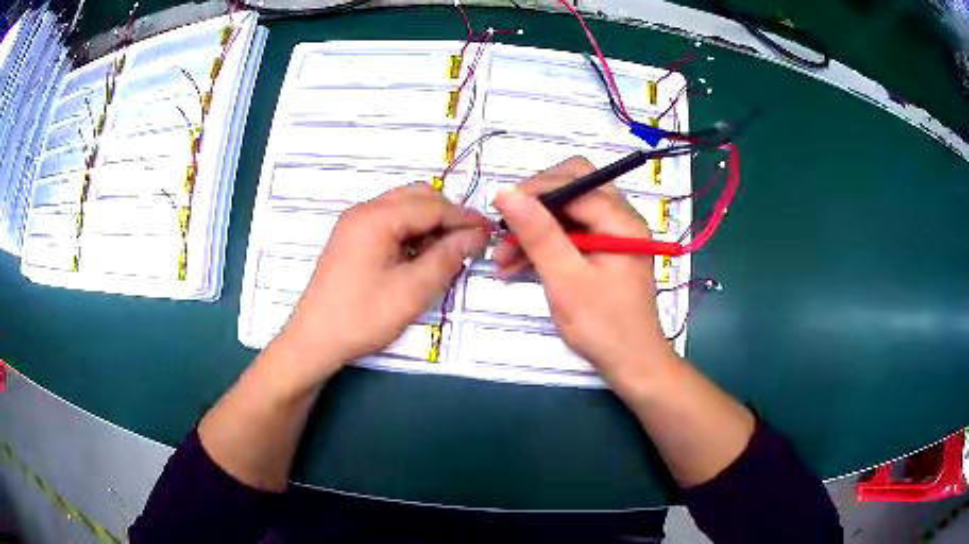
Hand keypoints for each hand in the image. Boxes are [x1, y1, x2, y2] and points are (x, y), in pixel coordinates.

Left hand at [277, 182, 490, 380]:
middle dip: (447, 214)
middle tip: (470, 241)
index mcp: (376, 218)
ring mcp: (355, 223)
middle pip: (417, 197)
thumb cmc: (362, 317)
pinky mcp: (352, 238)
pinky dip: (411, 232)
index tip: (491, 233)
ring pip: (403, 208)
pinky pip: (390, 222)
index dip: (465, 218)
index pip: (432, 205)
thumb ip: (447, 257)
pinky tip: (422, 255)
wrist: (314, 340)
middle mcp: (364, 211)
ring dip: (429, 222)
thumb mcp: (411, 291)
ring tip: (449, 250)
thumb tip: (477, 235)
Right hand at [493, 157, 677, 394]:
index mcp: (621, 220)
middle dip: (534, 206)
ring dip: (534, 229)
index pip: (575, 181)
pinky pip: (569, 234)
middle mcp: (620, 218)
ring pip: (566, 213)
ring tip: (501, 259)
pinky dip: (544, 245)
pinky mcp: (603, 251)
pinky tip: (517, 265)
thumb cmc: (604, 327)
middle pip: (572, 188)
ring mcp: (612, 234)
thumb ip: (539, 235)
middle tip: (505, 231)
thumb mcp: (566, 281)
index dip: (535, 190)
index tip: (500, 212)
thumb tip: (506, 193)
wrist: (632, 365)